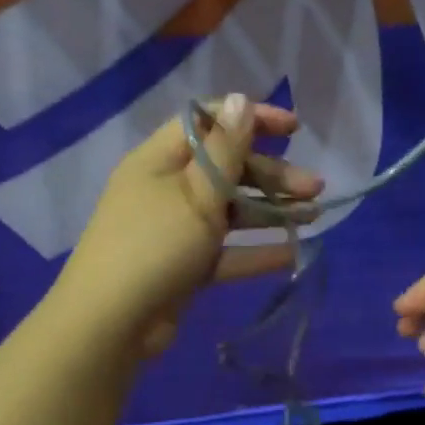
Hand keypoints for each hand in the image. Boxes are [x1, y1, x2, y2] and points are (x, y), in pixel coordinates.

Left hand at [62, 94, 322, 357]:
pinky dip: (255, 251)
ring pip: (230, 210)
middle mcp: (167, 188)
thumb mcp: (196, 193)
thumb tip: (240, 99)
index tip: (293, 128)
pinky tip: (293, 253)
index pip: (208, 123)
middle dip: (272, 174)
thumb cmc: (154, 245)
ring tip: (315, 216)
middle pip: (226, 169)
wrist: (109, 325)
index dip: (250, 119)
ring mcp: (175, 229)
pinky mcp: (184, 265)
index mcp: (160, 160)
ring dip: (271, 211)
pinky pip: (225, 250)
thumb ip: (225, 149)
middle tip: (314, 187)